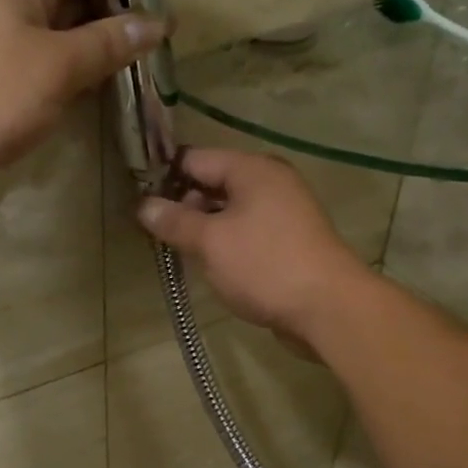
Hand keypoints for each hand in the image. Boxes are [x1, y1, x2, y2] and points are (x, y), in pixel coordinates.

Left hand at [0, 0, 166, 202]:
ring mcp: (0, 44)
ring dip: (95, 50)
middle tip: (163, 36)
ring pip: (59, 37)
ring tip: (145, 63)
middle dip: (115, 14)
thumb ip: (109, 42)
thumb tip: (156, 23)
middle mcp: (9, 2)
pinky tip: (103, 90)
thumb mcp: (59, 64)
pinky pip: (43, 69)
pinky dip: (71, 77)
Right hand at [137, 150, 369, 341]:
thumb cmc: (264, 265)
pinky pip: (247, 230)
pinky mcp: (289, 240)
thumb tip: (143, 205)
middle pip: (214, 182)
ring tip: (179, 251)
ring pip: (230, 209)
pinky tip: (212, 264)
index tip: (139, 201)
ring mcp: (284, 211)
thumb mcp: (210, 242)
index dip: (164, 177)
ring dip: (204, 226)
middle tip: (156, 233)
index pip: (195, 158)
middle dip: (184, 204)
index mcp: (252, 169)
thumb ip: (174, 221)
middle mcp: (270, 181)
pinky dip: (227, 241)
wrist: (329, 308)